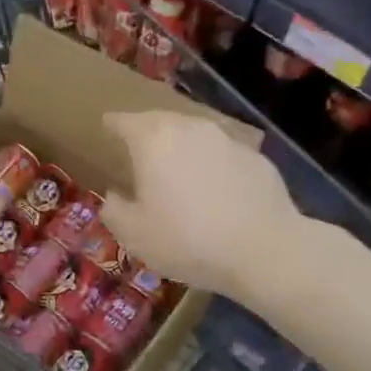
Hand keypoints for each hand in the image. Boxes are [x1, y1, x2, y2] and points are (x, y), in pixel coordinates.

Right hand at [100, 111, 317, 305]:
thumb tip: (114, 196)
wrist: (264, 250)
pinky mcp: (255, 157)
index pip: (124, 121)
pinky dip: (211, 163)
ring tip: (175, 165)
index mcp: (153, 140)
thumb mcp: (134, 235)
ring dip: (181, 144)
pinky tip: (213, 188)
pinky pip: (222, 153)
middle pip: (161, 120)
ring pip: (194, 133)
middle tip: (137, 147)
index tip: (106, 127)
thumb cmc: (187, 240)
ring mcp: (226, 140)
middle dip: (147, 130)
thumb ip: (115, 210)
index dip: (112, 124)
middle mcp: (189, 129)